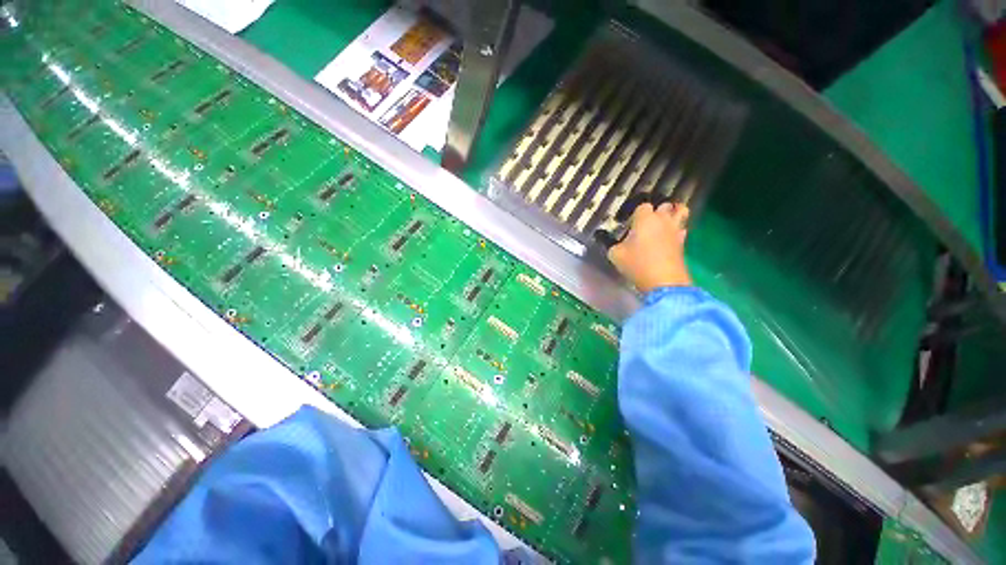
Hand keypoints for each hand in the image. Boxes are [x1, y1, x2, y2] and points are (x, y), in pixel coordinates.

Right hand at [607, 202, 691, 292]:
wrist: (663, 281)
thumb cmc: (637, 264)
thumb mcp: (615, 255)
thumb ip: (613, 245)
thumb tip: (615, 244)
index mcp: (645, 219)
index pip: (642, 206)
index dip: (635, 214)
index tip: (629, 224)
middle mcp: (662, 220)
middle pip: (664, 205)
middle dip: (656, 211)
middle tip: (645, 223)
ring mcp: (675, 230)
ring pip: (681, 212)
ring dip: (673, 213)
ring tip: (664, 222)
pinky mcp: (683, 242)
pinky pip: (681, 229)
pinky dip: (676, 230)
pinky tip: (668, 239)